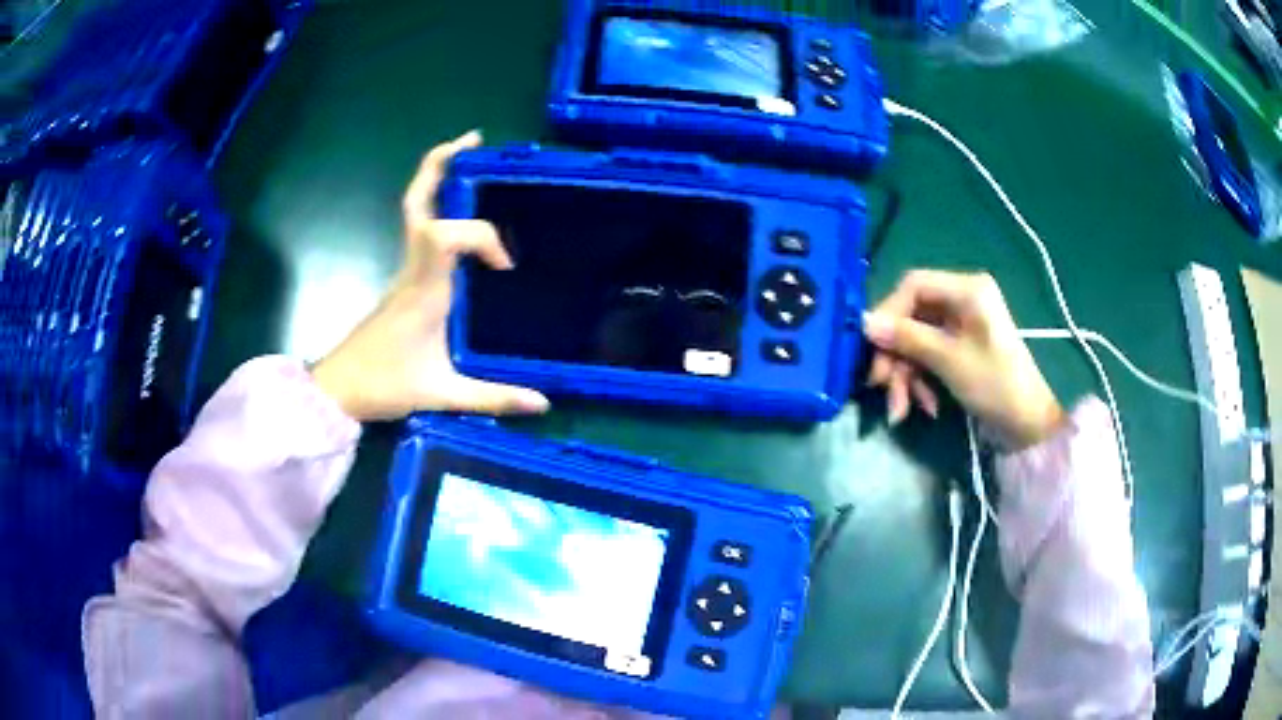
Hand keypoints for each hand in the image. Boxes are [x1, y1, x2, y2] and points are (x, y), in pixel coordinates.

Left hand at [311, 131, 549, 421]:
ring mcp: (405, 271)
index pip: (450, 235)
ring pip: (416, 210)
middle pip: (418, 203)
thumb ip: (493, 397)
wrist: (338, 390)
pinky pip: (421, 230)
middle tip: (473, 140)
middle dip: (441, 165)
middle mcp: (413, 269)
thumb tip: (544, 404)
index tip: (505, 267)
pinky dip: (440, 207)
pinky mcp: (404, 279)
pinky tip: (462, 215)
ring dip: (439, 179)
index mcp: (424, 289)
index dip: (483, 237)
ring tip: (469, 157)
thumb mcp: (442, 395)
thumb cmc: (384, 386)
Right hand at [863, 270, 1064, 450]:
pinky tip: (926, 406)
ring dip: (905, 374)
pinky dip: (921, 380)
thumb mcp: (949, 360)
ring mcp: (961, 325)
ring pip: (916, 340)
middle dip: (896, 354)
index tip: (871, 345)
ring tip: (902, 410)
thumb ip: (907, 338)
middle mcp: (962, 300)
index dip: (889, 313)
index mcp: (967, 289)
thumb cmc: (995, 384)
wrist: (1027, 425)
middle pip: (911, 316)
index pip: (913, 285)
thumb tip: (864, 323)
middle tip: (880, 385)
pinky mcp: (959, 348)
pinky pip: (928, 356)